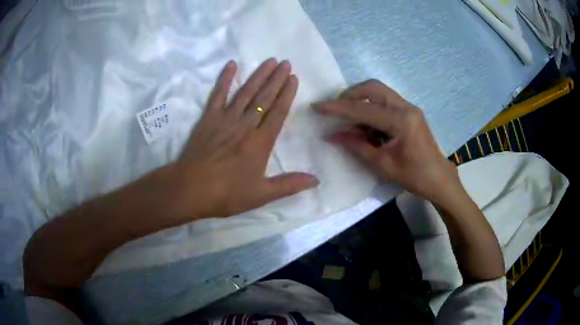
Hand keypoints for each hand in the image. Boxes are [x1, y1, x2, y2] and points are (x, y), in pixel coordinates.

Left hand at [170, 59, 318, 219]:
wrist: (190, 189)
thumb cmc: (226, 194)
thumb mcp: (261, 195)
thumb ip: (289, 185)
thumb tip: (316, 180)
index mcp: (260, 143)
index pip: (278, 112)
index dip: (287, 94)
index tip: (293, 78)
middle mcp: (245, 125)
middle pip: (264, 98)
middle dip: (276, 79)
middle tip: (285, 62)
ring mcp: (225, 119)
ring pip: (246, 92)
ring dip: (258, 75)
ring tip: (269, 61)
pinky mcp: (208, 119)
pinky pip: (218, 95)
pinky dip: (225, 79)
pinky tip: (232, 65)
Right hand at [314, 79, 461, 205]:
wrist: (439, 178)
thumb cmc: (414, 176)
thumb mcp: (382, 164)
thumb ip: (357, 146)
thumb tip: (332, 135)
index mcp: (401, 121)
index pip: (363, 109)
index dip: (338, 108)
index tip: (317, 106)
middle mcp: (406, 107)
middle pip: (372, 88)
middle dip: (350, 95)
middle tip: (335, 108)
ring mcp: (409, 107)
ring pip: (379, 91)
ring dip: (360, 99)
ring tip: (348, 117)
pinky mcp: (410, 111)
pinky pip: (385, 101)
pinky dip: (371, 107)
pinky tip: (365, 124)